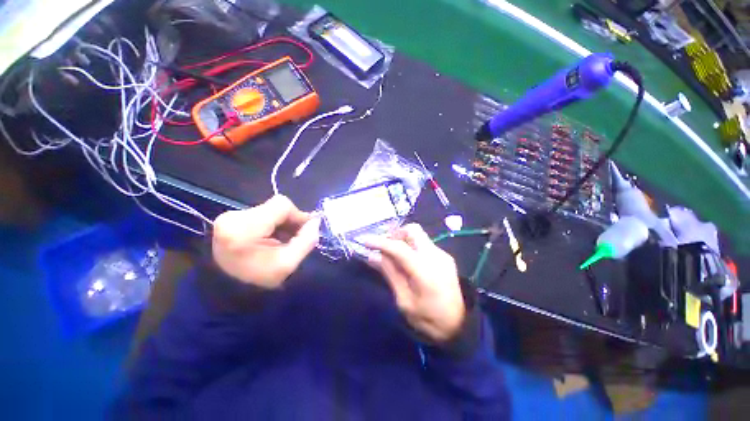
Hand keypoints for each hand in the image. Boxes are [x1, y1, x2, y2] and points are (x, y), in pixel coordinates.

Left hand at [212, 195, 320, 288]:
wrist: (227, 291)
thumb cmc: (258, 281)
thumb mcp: (288, 264)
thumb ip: (306, 240)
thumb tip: (316, 221)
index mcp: (244, 228)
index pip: (281, 206)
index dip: (299, 215)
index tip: (307, 230)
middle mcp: (233, 217)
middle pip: (275, 207)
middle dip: (291, 221)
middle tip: (297, 237)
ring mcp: (229, 217)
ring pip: (270, 209)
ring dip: (282, 223)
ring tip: (284, 240)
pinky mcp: (230, 219)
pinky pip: (262, 214)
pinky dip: (273, 224)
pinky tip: (273, 238)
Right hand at [366, 224, 465, 343]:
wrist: (460, 326)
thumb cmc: (429, 319)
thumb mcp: (405, 301)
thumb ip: (390, 274)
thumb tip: (373, 256)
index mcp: (425, 271)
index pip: (399, 247)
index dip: (380, 242)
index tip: (364, 240)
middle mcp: (435, 256)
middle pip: (413, 230)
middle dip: (394, 234)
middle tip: (382, 246)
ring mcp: (442, 254)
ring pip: (418, 235)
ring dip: (402, 239)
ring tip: (391, 253)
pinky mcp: (445, 257)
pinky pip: (424, 243)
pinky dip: (411, 246)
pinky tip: (406, 260)